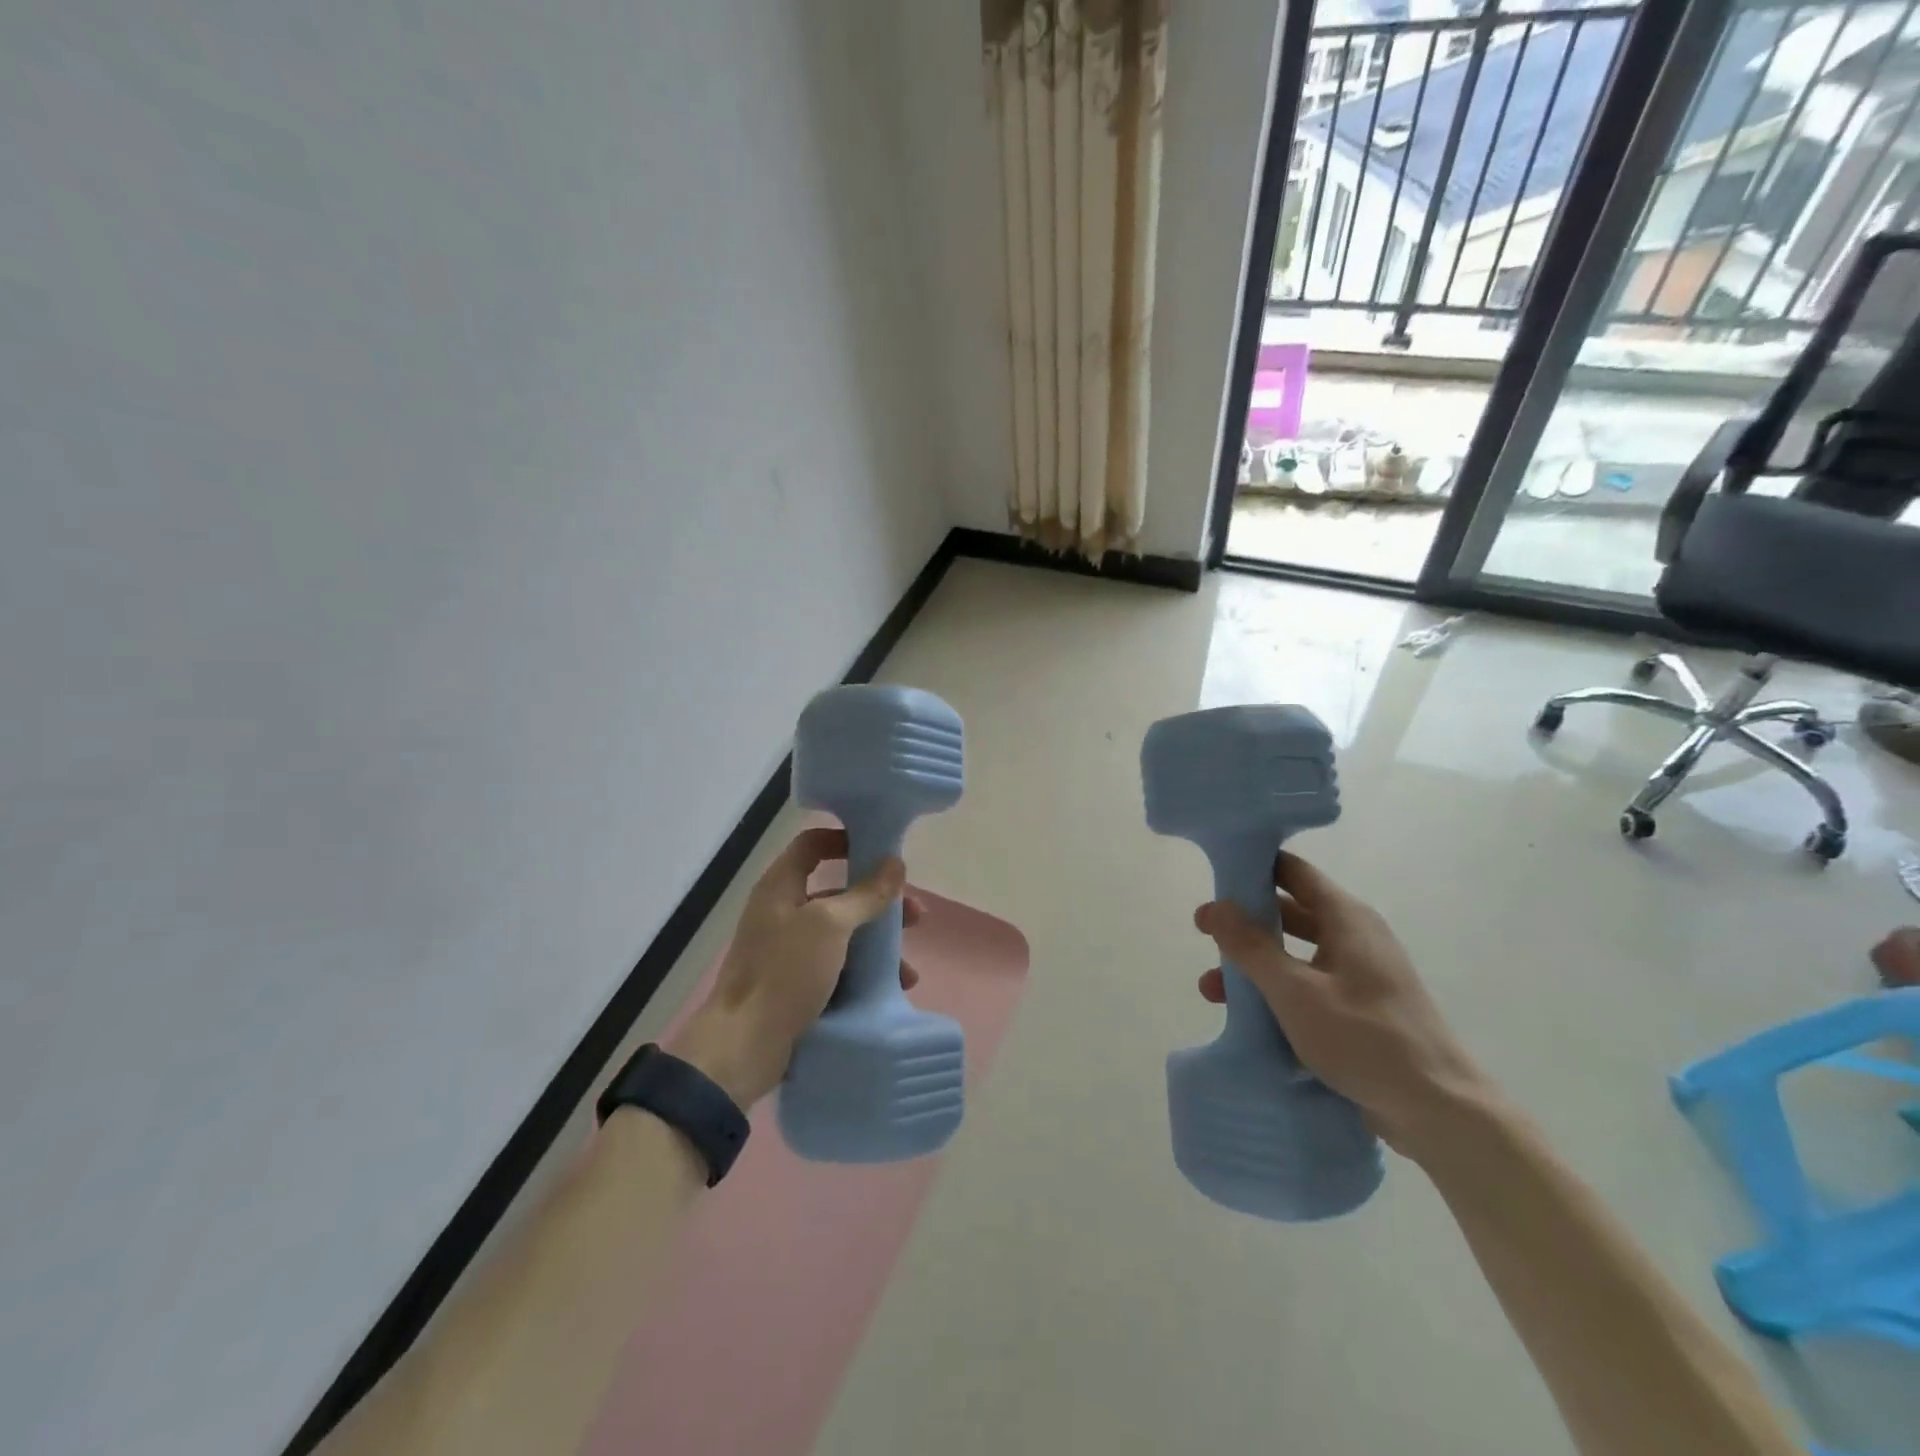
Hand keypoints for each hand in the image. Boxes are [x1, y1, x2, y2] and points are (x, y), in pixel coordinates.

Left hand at [666, 827, 921, 1107]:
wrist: (743, 1046)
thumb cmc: (785, 972)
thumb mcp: (830, 925)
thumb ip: (865, 894)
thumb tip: (895, 863)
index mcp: (781, 887)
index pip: (812, 844)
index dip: (845, 840)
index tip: (882, 850)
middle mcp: (783, 911)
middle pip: (838, 892)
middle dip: (879, 902)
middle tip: (915, 916)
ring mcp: (788, 950)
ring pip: (843, 934)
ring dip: (878, 945)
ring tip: (908, 969)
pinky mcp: (796, 984)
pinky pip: (838, 967)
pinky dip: (864, 973)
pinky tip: (891, 990)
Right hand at [1193, 852, 1493, 1158]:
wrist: (1439, 1112)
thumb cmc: (1365, 1039)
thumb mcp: (1296, 991)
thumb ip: (1251, 947)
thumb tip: (1214, 906)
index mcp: (1346, 919)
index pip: (1293, 871)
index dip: (1253, 867)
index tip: (1214, 877)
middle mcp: (1355, 937)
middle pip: (1289, 912)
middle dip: (1245, 922)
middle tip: (1203, 933)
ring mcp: (1360, 974)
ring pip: (1295, 954)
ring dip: (1255, 965)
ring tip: (1210, 988)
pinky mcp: (1360, 1009)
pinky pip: (1309, 985)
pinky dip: (1277, 992)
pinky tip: (1247, 1017)